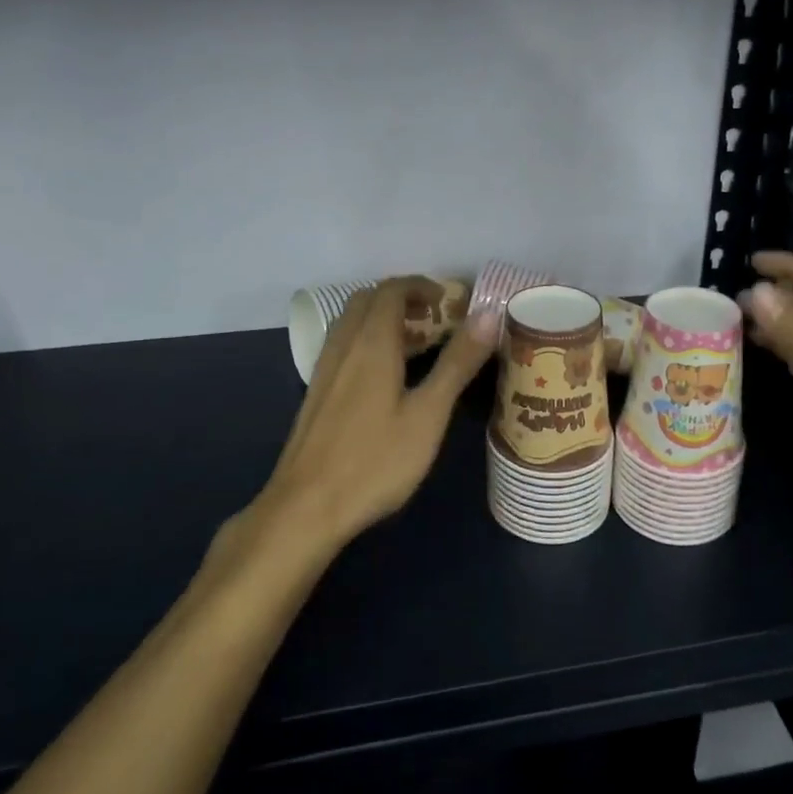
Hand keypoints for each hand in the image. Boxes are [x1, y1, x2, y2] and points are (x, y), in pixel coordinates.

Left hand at [253, 277, 498, 554]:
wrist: (305, 507)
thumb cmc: (375, 461)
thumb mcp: (428, 413)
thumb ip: (457, 362)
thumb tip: (487, 314)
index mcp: (372, 343)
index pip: (392, 290)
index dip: (421, 286)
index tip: (449, 300)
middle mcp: (344, 345)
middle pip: (368, 299)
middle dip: (402, 297)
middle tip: (435, 318)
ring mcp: (325, 369)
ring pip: (352, 322)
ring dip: (382, 317)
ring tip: (415, 342)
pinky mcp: (317, 392)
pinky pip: (343, 344)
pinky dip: (367, 339)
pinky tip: (384, 374)